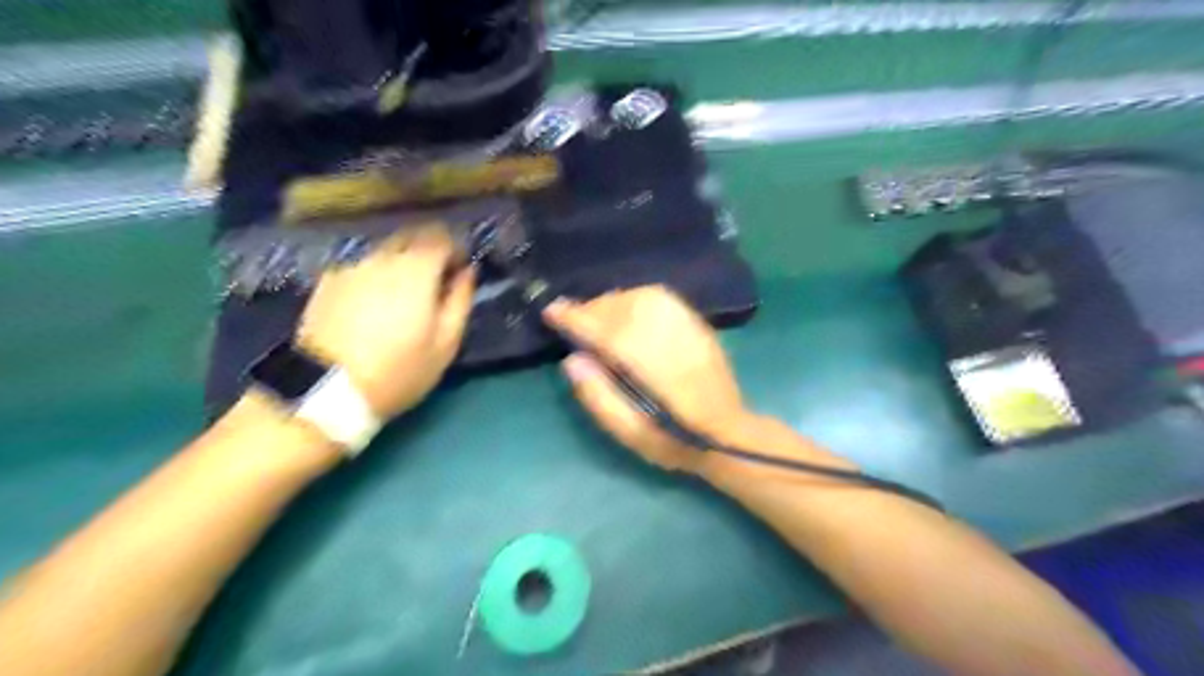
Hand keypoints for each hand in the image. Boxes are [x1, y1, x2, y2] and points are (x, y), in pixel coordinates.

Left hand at [296, 225, 475, 416]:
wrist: (327, 389)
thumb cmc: (399, 370)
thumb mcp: (445, 344)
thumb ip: (460, 301)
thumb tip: (467, 272)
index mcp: (417, 270)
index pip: (441, 237)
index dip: (454, 249)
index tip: (458, 270)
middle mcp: (383, 258)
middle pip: (410, 237)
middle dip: (426, 251)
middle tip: (432, 283)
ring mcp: (351, 267)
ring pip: (383, 252)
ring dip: (398, 264)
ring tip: (399, 298)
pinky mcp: (327, 282)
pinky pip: (360, 268)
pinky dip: (372, 277)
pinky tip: (370, 307)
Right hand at [543, 289, 755, 471]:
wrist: (728, 435)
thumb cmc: (673, 441)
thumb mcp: (628, 433)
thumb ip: (598, 396)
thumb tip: (572, 359)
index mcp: (651, 368)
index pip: (605, 332)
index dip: (575, 319)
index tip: (551, 312)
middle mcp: (669, 339)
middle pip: (623, 307)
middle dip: (592, 308)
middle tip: (573, 319)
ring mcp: (687, 328)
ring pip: (642, 296)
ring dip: (613, 301)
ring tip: (598, 316)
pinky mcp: (697, 325)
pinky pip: (662, 298)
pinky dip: (636, 298)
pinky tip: (628, 312)